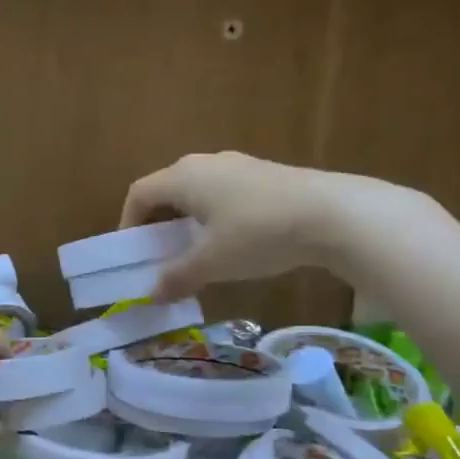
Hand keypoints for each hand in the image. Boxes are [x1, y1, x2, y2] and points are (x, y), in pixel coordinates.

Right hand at [119, 151, 440, 300]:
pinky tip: (233, 243)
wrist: (332, 214)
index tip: (132, 252)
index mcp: (183, 177)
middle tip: (160, 255)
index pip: (139, 193)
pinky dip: (215, 217)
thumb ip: (177, 278)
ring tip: (196, 253)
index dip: (128, 222)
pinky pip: (225, 193)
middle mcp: (205, 163)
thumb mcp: (212, 263)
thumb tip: (152, 295)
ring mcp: (238, 165)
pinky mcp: (265, 175)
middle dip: (158, 223)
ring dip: (188, 221)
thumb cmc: (257, 234)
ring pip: (198, 192)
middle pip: (168, 190)